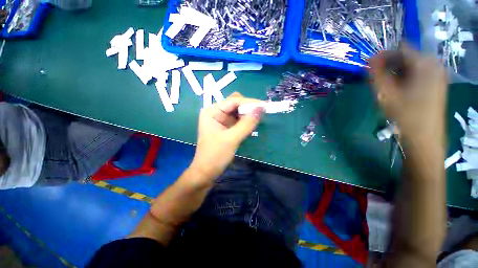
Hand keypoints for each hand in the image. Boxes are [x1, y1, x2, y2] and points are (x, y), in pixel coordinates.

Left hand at [188, 92, 263, 183]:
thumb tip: (261, 108)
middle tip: (262, 113)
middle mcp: (215, 112)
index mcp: (212, 111)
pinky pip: (237, 120)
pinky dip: (245, 121)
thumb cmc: (215, 155)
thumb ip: (247, 123)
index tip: (265, 105)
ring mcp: (220, 119)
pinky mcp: (225, 127)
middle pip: (235, 104)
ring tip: (258, 119)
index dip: (250, 102)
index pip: (233, 101)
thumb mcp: (232, 139)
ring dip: (247, 114)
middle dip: (248, 107)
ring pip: (237, 111)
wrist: (207, 172)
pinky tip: (251, 124)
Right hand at [369, 46, 447, 143]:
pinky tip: (398, 87)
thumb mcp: (386, 93)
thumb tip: (369, 60)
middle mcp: (434, 64)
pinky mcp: (438, 82)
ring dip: (396, 71)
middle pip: (407, 56)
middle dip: (389, 64)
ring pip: (412, 65)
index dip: (382, 55)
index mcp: (424, 63)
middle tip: (375, 76)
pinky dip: (406, 76)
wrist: (425, 136)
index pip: (400, 49)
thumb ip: (376, 75)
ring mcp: (438, 73)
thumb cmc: (405, 114)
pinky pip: (419, 72)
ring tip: (385, 84)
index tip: (369, 65)